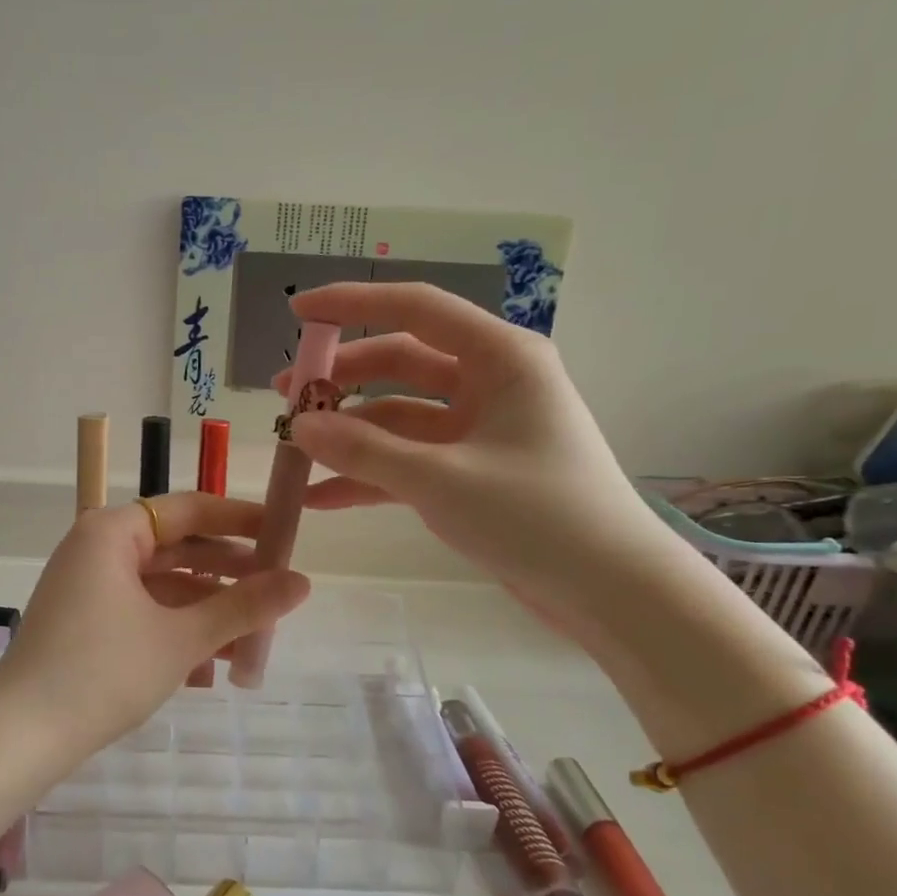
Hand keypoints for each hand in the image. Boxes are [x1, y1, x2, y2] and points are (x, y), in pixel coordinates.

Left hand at [0, 493, 309, 755]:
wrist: (23, 737)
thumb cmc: (104, 672)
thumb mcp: (182, 638)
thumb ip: (244, 606)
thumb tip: (304, 582)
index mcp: (112, 532)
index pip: (188, 509)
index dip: (239, 519)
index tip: (283, 532)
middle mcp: (96, 548)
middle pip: (176, 548)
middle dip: (227, 573)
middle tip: (276, 590)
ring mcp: (86, 586)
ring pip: (161, 586)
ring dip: (207, 609)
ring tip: (254, 635)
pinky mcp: (84, 621)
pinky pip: (142, 611)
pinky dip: (176, 628)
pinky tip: (214, 663)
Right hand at [273, 282, 665, 633]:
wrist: (610, 591)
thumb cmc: (537, 516)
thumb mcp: (439, 479)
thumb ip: (363, 450)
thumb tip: (299, 426)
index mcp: (499, 358)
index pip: (415, 309)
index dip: (353, 304)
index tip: (298, 313)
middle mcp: (489, 383)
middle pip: (400, 364)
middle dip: (342, 379)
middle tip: (286, 398)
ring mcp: (478, 430)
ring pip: (399, 416)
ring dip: (349, 433)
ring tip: (293, 451)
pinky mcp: (471, 472)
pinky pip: (409, 460)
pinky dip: (369, 475)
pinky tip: (321, 498)